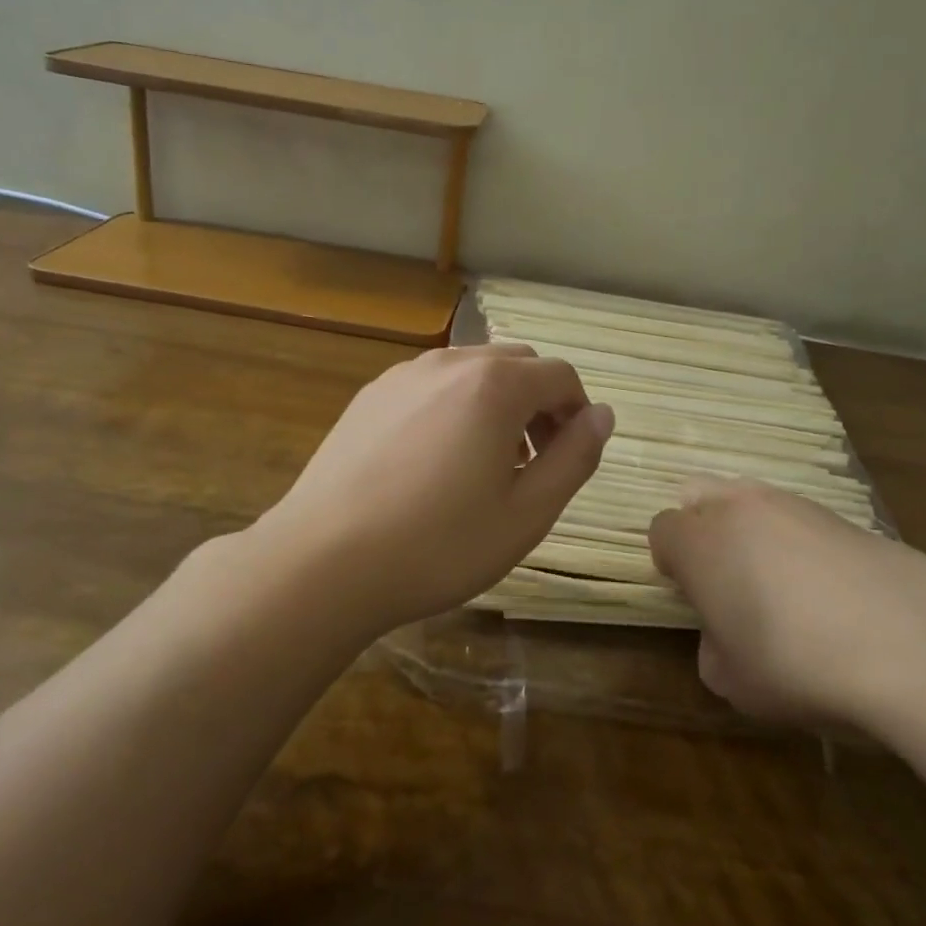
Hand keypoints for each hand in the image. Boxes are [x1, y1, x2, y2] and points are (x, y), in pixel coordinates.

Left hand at [257, 345, 613, 631]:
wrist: (322, 562)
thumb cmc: (438, 545)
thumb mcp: (527, 513)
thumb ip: (574, 458)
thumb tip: (602, 415)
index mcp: (495, 385)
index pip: (560, 375)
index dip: (578, 413)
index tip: (571, 457)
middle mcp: (450, 363)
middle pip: (517, 365)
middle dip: (539, 404)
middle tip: (533, 464)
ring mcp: (403, 375)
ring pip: (472, 372)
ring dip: (497, 404)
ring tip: (485, 465)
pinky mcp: (370, 396)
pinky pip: (431, 386)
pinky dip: (454, 407)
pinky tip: (434, 462)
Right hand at [649, 477, 925, 741]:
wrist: (915, 644)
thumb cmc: (799, 665)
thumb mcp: (733, 681)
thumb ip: (712, 647)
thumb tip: (727, 632)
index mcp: (700, 542)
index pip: (661, 530)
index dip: (671, 564)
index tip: (694, 599)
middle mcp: (739, 507)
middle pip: (698, 496)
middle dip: (702, 531)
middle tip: (727, 582)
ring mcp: (794, 504)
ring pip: (750, 501)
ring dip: (750, 532)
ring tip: (783, 588)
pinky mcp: (843, 514)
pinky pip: (799, 519)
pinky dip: (799, 543)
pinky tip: (830, 590)